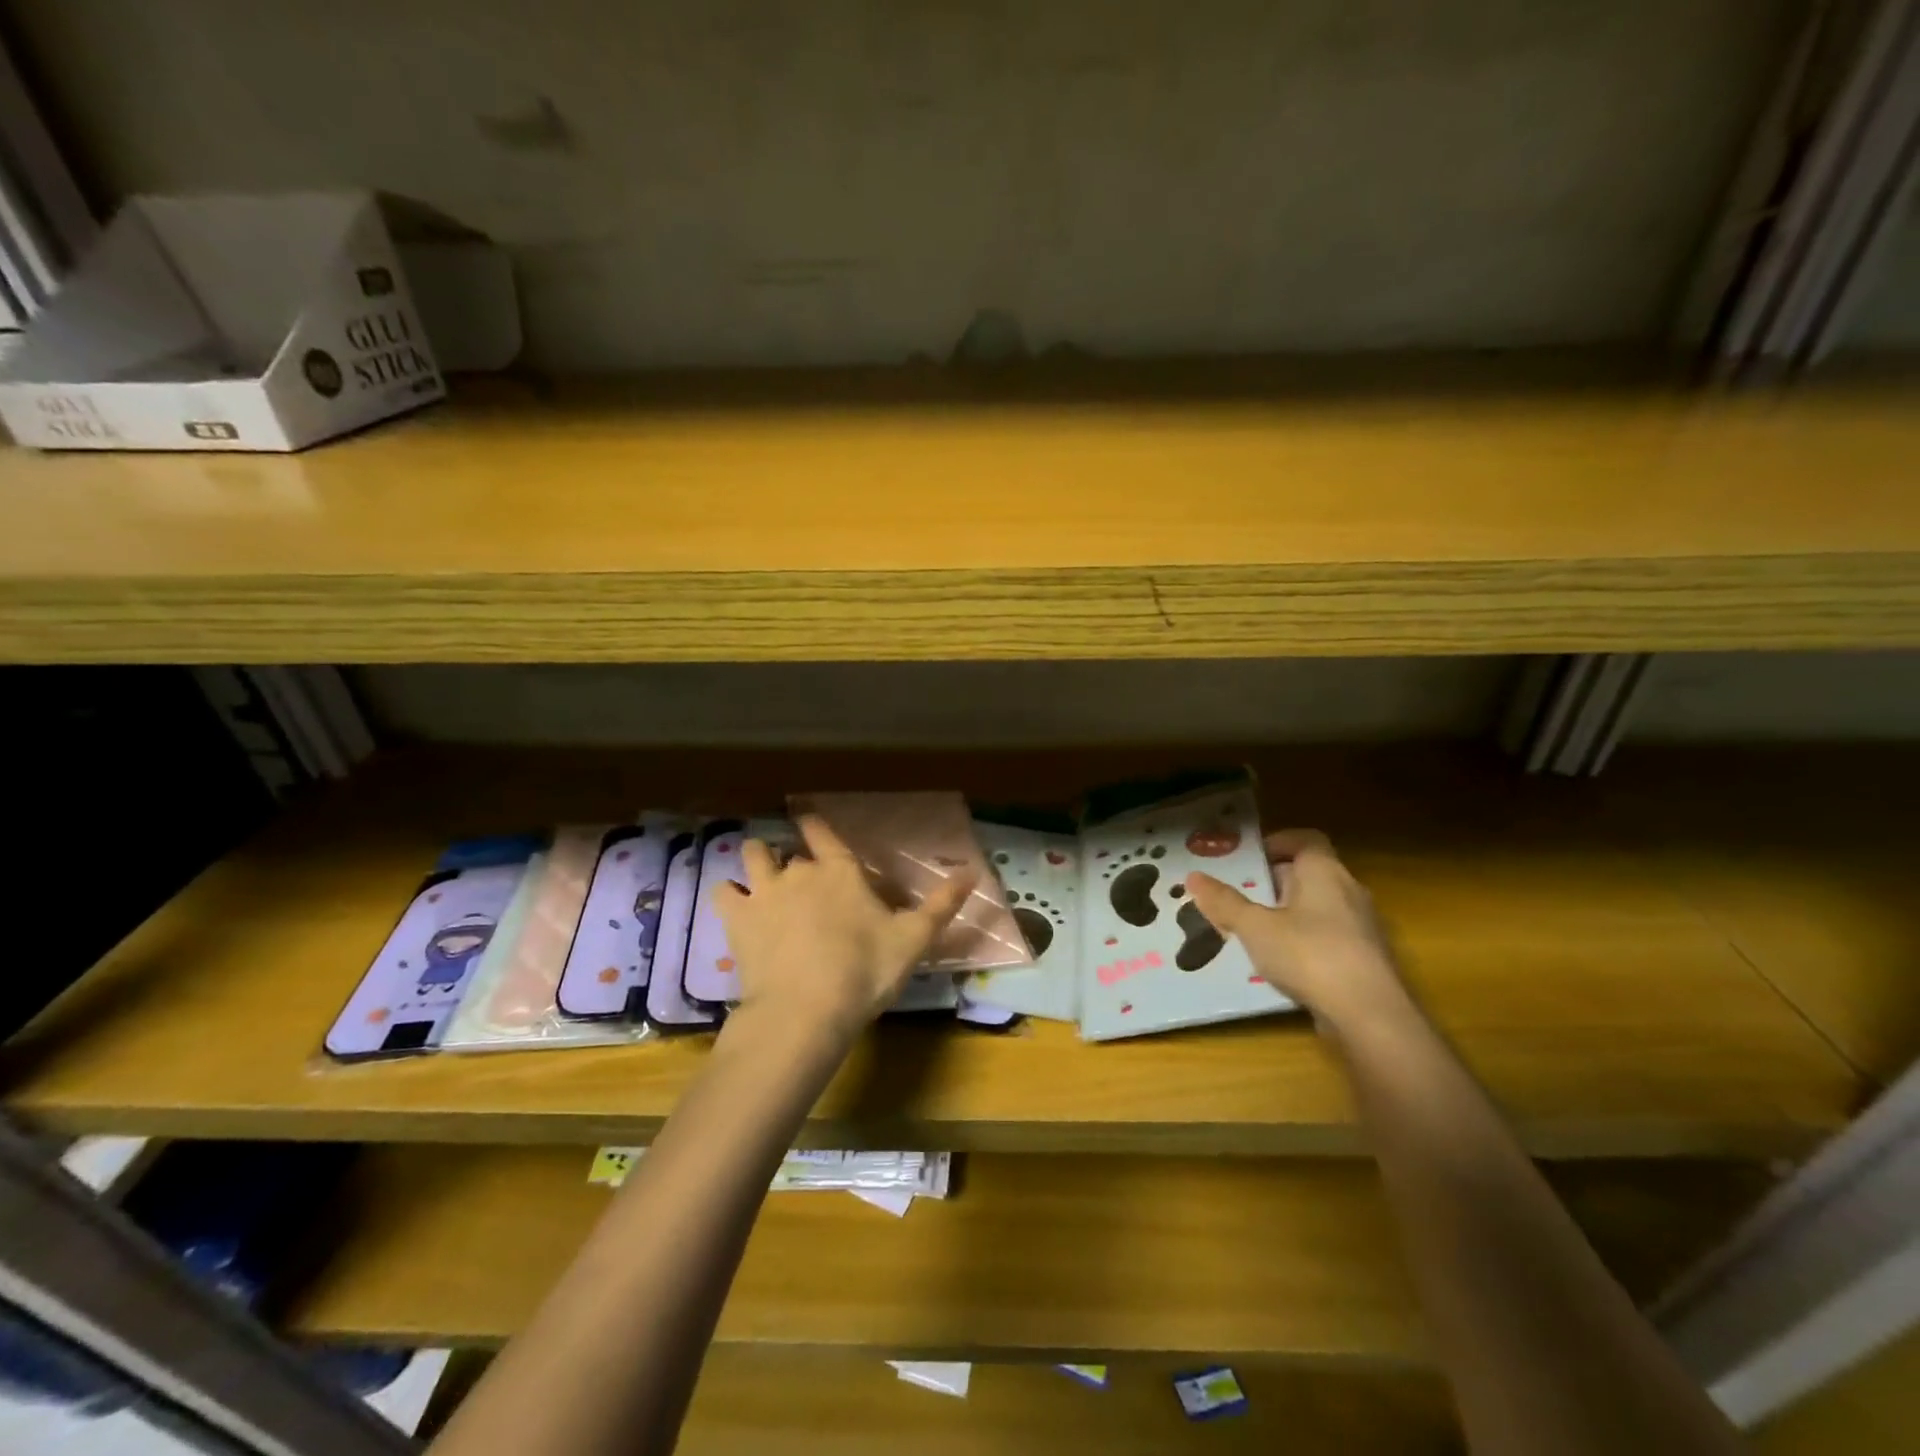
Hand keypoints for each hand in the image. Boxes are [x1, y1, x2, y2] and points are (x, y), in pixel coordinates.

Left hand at [714, 816, 974, 1039]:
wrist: (807, 1009)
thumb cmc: (866, 970)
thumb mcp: (914, 939)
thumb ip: (942, 904)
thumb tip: (973, 872)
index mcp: (840, 871)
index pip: (822, 832)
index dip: (814, 824)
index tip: (807, 819)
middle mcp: (799, 871)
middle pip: (787, 849)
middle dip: (790, 858)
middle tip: (798, 878)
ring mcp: (764, 892)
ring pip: (751, 858)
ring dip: (755, 862)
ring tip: (760, 878)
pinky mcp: (737, 920)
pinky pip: (723, 892)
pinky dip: (728, 895)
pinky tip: (734, 906)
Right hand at [1186, 829, 1408, 1031]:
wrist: (1370, 1016)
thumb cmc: (1308, 954)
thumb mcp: (1255, 927)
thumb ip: (1224, 902)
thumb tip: (1193, 876)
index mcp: (1324, 871)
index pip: (1306, 839)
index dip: (1278, 842)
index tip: (1250, 858)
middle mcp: (1349, 890)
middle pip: (1310, 873)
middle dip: (1275, 881)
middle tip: (1242, 896)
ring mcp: (1363, 927)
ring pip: (1321, 907)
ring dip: (1290, 914)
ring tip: (1256, 932)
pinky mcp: (1368, 960)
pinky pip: (1331, 937)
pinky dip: (1306, 942)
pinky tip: (1284, 965)